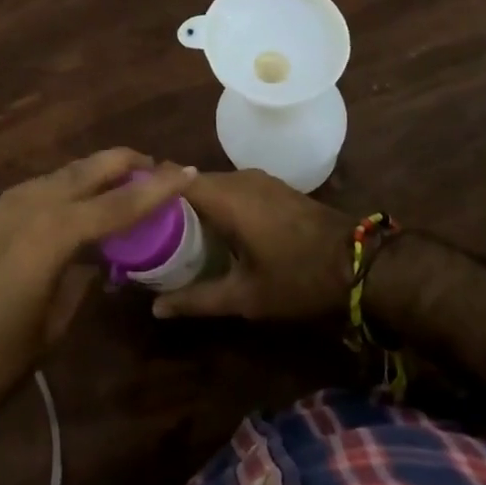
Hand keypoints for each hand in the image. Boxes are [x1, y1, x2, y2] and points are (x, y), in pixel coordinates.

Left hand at [0, 150, 193, 484]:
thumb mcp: (49, 329)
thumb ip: (78, 282)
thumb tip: (96, 260)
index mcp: (50, 234)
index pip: (117, 204)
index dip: (157, 188)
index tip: (187, 171)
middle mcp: (25, 206)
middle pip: (85, 171)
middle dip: (123, 164)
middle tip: (155, 167)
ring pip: (56, 177)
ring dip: (90, 176)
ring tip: (118, 185)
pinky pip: (30, 193)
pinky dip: (59, 192)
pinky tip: (69, 209)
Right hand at [149, 169, 353, 322]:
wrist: (360, 262)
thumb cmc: (297, 278)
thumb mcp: (244, 296)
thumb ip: (197, 299)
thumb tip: (156, 309)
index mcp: (225, 196)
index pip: (172, 175)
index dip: (147, 186)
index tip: (125, 205)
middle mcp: (238, 178)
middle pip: (190, 181)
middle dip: (167, 200)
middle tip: (144, 228)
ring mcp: (258, 180)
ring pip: (212, 185)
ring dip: (192, 203)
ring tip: (171, 233)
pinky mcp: (273, 187)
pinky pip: (232, 189)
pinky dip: (215, 204)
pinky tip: (210, 231)